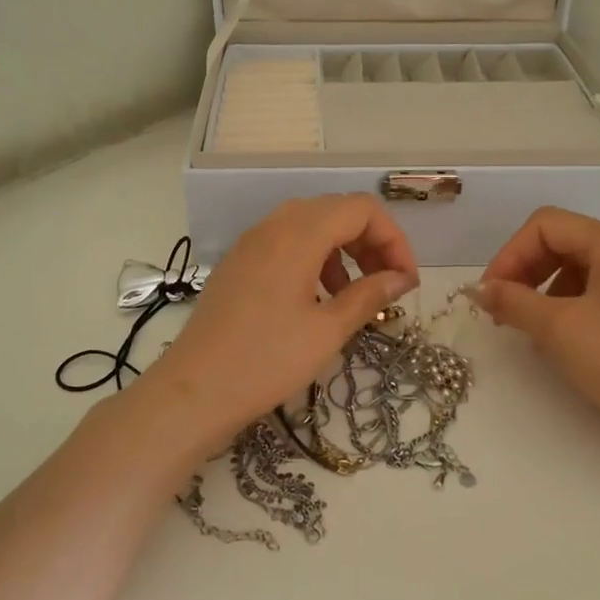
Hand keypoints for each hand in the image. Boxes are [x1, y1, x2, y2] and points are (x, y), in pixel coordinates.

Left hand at [131, 197, 418, 458]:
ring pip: (310, 226)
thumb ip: (369, 295)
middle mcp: (273, 226)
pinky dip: (314, 259)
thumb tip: (401, 278)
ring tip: (355, 294)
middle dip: (370, 242)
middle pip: (336, 211)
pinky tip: (317, 298)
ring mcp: (251, 243)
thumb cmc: (267, 360)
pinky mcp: (238, 264)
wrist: (194, 390)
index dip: (393, 239)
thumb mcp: (327, 330)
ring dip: (342, 250)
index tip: (405, 281)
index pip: (361, 209)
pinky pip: (285, 244)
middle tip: (387, 284)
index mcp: (298, 234)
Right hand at [474, 207, 599, 453]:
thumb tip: (479, 290)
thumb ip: (513, 301)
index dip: (510, 254)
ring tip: (532, 328)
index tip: (489, 295)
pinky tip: (565, 338)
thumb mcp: (559, 329)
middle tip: (503, 311)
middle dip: (526, 271)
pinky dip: (572, 305)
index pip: (547, 225)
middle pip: (565, 241)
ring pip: (582, 267)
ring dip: (546, 289)